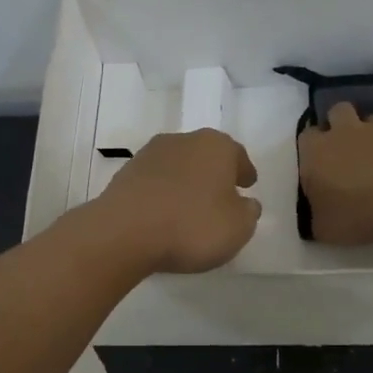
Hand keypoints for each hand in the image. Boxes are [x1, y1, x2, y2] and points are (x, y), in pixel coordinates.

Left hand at [88, 129, 261, 273]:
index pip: (237, 155)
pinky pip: (155, 182)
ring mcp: (150, 154)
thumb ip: (248, 212)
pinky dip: (163, 193)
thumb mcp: (238, 227)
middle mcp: (184, 140)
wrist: (124, 232)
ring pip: (178, 166)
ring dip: (186, 182)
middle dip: (214, 173)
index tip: (246, 186)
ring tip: (190, 208)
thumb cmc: (192, 225)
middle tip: (220, 196)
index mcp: (217, 146)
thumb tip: (245, 203)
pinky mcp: (126, 173)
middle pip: (206, 155)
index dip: (244, 172)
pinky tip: (164, 214)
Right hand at [296, 102, 372, 244]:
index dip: (310, 150)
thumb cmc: (356, 212)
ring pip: (369, 119)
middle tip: (344, 153)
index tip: (317, 169)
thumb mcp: (324, 229)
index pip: (306, 137)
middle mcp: (344, 133)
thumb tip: (320, 215)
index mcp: (316, 151)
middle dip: (338, 125)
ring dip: (369, 134)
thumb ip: (317, 217)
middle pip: (337, 112)